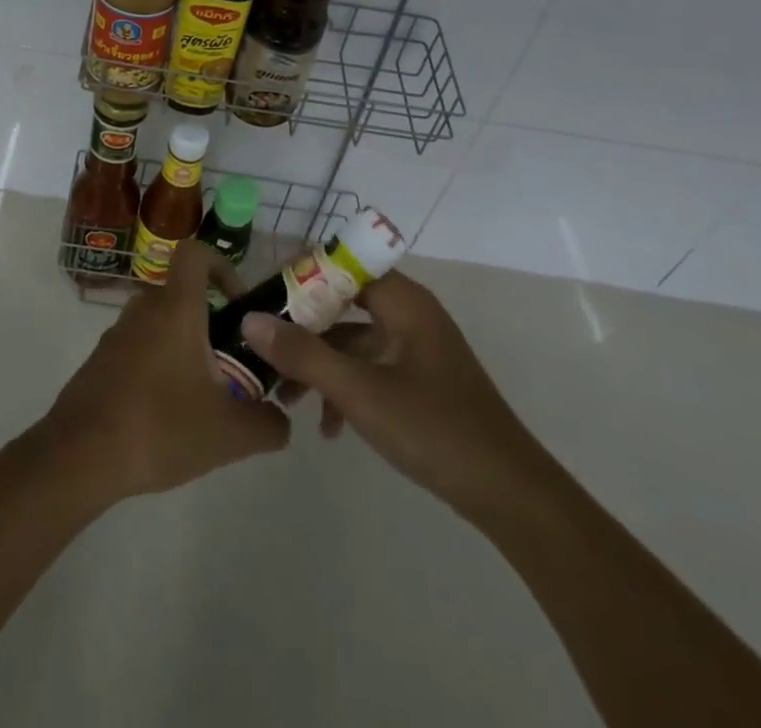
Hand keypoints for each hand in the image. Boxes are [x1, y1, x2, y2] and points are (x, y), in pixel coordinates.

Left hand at [36, 241, 289, 506]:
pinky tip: (167, 416)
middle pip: (182, 294)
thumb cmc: (159, 427)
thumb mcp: (230, 435)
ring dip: (185, 348)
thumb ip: (268, 424)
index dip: (221, 265)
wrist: (79, 457)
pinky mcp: (100, 361)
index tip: (238, 303)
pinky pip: (139, 349)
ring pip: (161, 324)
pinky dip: (158, 367)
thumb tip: (281, 420)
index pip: (194, 252)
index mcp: (175, 308)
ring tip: (203, 398)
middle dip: (211, 322)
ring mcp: (116, 334)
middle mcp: (144, 309)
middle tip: (231, 365)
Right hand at [238, 271, 543, 522]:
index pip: (344, 264)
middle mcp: (410, 315)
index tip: (265, 295)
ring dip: (320, 365)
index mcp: (404, 302)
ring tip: (286, 398)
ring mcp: (416, 350)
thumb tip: (250, 320)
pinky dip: (345, 389)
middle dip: (303, 327)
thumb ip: (303, 354)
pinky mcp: (420, 382)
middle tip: (264, 347)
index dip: (303, 273)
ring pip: (353, 341)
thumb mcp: (360, 392)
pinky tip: (328, 428)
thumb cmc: (434, 429)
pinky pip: (370, 369)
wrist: (509, 496)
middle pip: (343, 303)